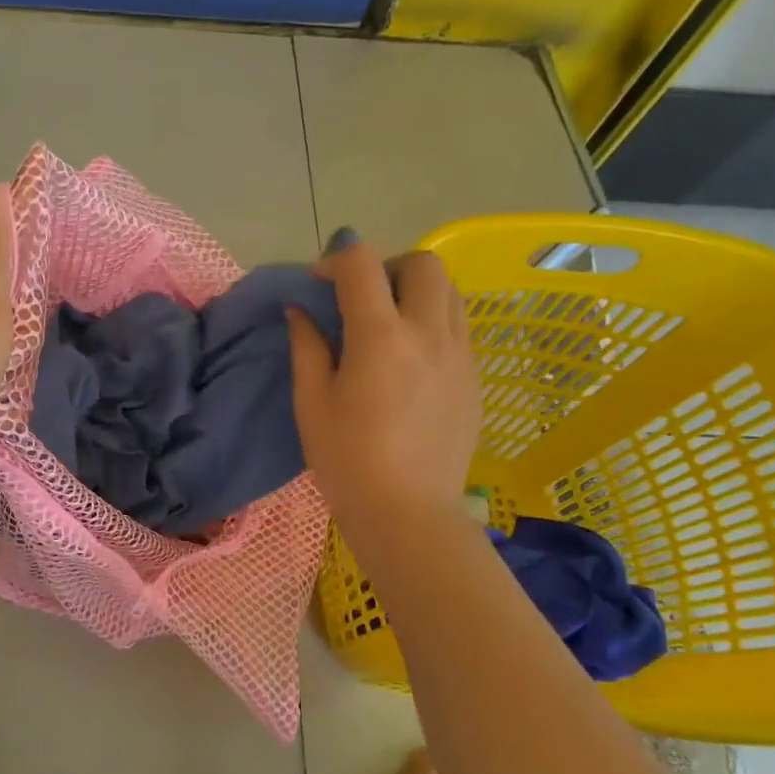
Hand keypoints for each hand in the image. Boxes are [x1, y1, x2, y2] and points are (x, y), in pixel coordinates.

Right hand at [286, 238, 482, 537]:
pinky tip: (411, 359)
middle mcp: (429, 333)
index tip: (318, 283)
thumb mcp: (311, 403)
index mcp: (380, 336)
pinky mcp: (474, 378)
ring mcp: (460, 355)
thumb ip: (307, 346)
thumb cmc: (347, 460)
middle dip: (387, 266)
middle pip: (423, 263)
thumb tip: (300, 311)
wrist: (408, 513)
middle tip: (362, 299)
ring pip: (451, 291)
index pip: (361, 264)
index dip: (335, 260)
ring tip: (390, 323)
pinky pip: (460, 326)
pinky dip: (434, 321)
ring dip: (417, 291)